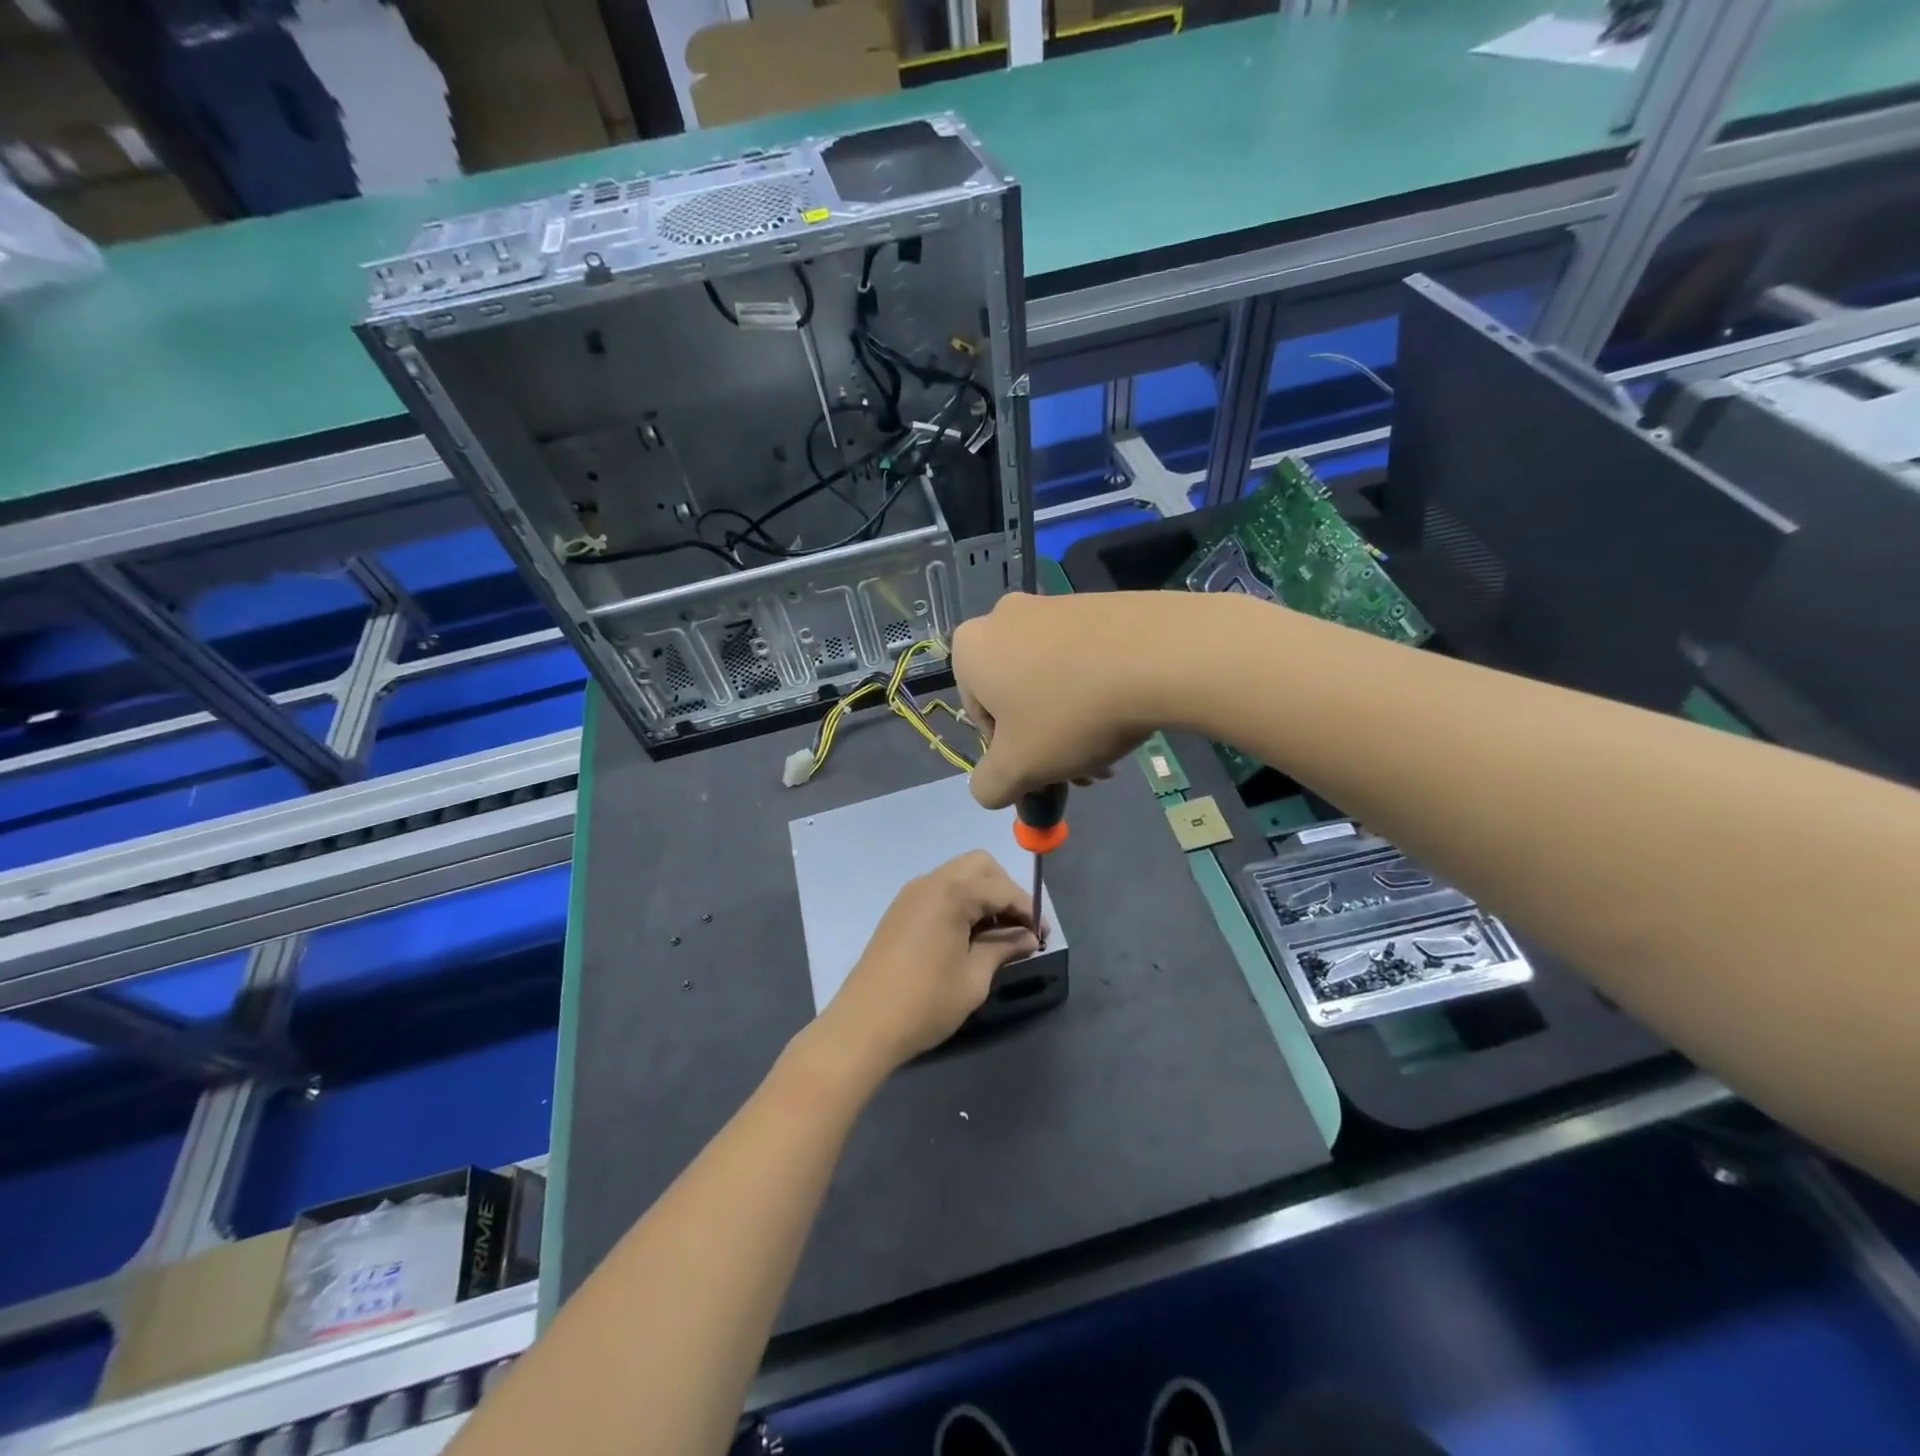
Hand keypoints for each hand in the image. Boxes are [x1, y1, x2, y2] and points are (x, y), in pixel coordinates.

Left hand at [820, 851, 1039, 1073]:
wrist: (863, 1025)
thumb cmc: (925, 1002)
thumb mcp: (974, 978)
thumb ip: (1003, 948)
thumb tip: (1028, 938)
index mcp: (951, 892)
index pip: (1001, 888)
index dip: (1027, 910)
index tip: (1042, 936)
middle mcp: (930, 882)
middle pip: (980, 866)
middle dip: (1005, 891)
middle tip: (1018, 928)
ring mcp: (911, 895)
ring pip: (959, 876)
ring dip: (983, 896)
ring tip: (997, 935)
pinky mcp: (900, 911)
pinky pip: (940, 892)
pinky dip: (961, 903)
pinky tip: (969, 936)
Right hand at [952, 591, 1177, 808]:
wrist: (1159, 657)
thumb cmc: (1071, 714)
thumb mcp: (1018, 769)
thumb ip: (989, 786)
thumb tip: (990, 786)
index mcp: (972, 648)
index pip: (980, 717)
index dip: (1011, 755)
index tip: (1043, 772)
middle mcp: (1004, 617)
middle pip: (1018, 698)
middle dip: (1046, 741)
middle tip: (1081, 772)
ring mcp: (1054, 605)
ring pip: (1052, 680)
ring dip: (1073, 722)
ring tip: (1109, 752)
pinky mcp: (1098, 604)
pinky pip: (1084, 657)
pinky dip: (1096, 690)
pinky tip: (1126, 715)